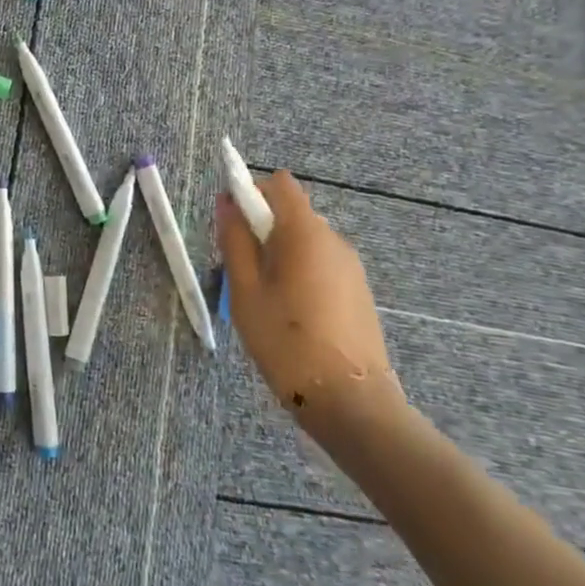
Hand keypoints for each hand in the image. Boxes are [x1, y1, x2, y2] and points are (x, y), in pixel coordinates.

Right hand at [216, 171, 403, 435]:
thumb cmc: (285, 340)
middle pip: (291, 213)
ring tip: (262, 298)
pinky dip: (298, 272)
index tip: (230, 225)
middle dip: (261, 229)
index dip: (251, 192)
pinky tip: (289, 313)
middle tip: (239, 270)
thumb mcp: (245, 290)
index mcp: (305, 233)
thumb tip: (226, 202)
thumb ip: (234, 240)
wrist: (349, 400)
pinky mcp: (358, 291)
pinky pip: (320, 264)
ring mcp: (351, 266)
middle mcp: (334, 240)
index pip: (279, 185)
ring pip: (304, 241)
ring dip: (278, 253)